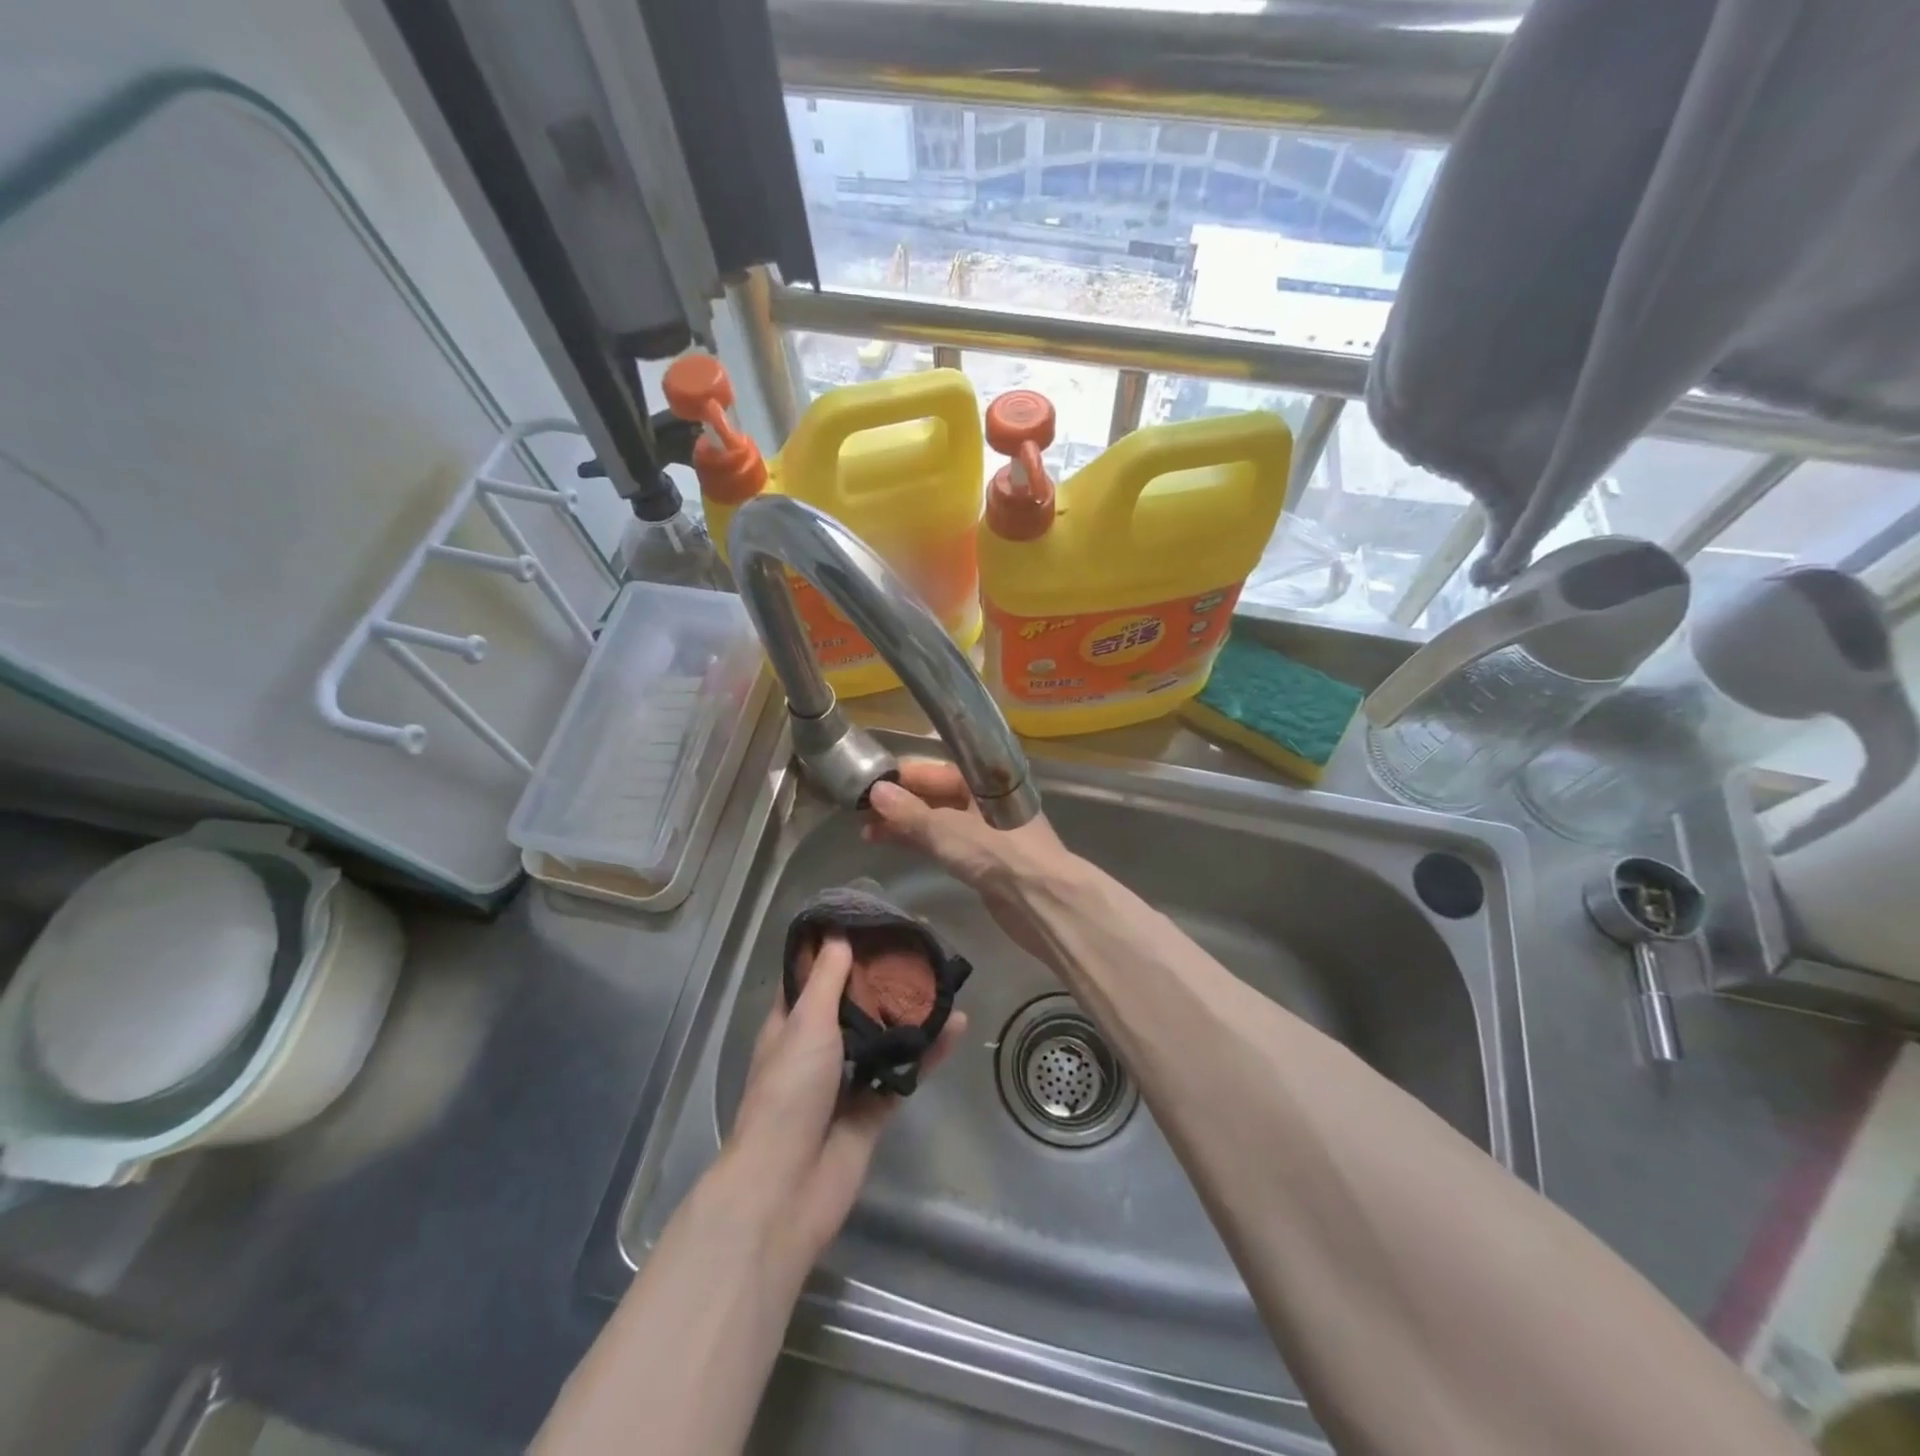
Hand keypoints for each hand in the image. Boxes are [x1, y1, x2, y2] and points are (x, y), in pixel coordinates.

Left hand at [721, 934, 964, 1265]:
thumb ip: (827, 981)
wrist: (787, 1188)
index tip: (870, 924)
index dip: (837, 951)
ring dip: (909, 1014)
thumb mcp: (806, 1024)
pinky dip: (928, 1052)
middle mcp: (817, 1049)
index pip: (814, 978)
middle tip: (917, 948)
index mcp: (791, 1026)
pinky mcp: (872, 1111)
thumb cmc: (788, 1093)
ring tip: (942, 981)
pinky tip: (955, 1026)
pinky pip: (904, 1073)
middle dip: (882, 981)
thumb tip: (838, 934)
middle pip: (854, 1006)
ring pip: (883, 1038)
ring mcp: (845, 1082)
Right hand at [864, 760, 1078, 962]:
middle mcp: (986, 800)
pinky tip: (898, 846)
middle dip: (901, 802)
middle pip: (937, 794)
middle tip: (861, 812)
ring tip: (868, 833)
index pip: (937, 769)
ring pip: (940, 820)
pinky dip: (922, 842)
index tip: (869, 782)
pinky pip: (947, 843)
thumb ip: (909, 813)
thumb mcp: (946, 829)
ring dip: (907, 825)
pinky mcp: (985, 859)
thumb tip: (875, 792)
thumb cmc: (997, 853)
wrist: (1042, 901)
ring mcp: (987, 831)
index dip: (903, 775)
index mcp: (983, 780)